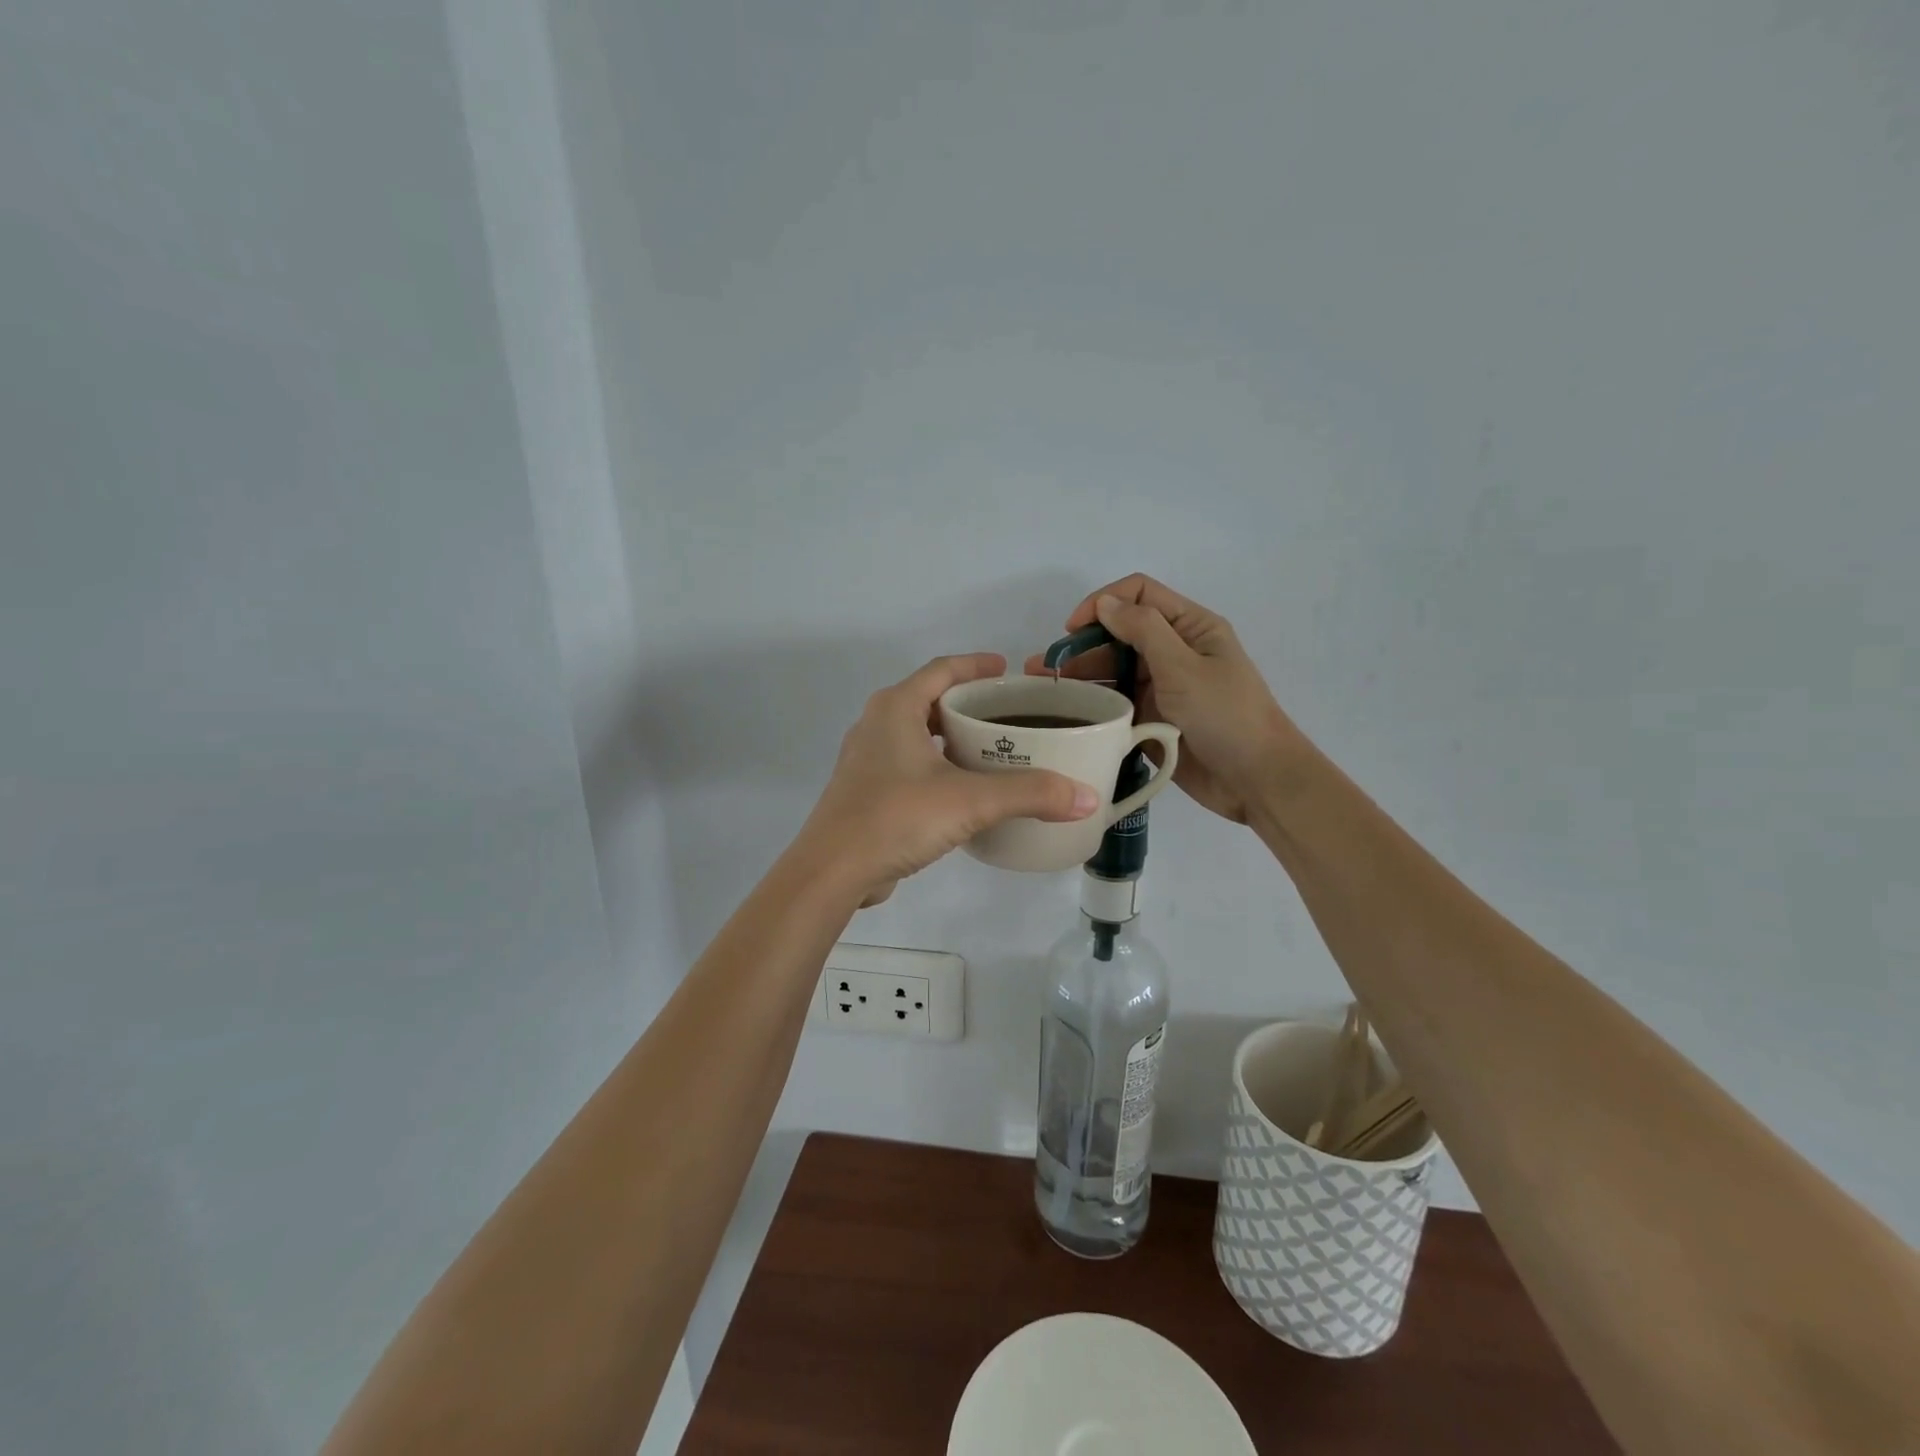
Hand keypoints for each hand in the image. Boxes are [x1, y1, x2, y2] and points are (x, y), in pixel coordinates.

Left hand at [798, 654, 1101, 905]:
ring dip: (951, 736)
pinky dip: (937, 764)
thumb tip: (1086, 797)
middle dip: (968, 703)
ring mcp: (867, 759)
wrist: (833, 871)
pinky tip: (962, 789)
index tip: (1008, 670)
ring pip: (917, 733)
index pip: (942, 670)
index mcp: (896, 708)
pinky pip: (908, 763)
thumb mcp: (970, 801)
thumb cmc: (897, 817)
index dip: (976, 665)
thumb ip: (1029, 794)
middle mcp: (876, 725)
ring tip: (992, 750)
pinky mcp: (865, 791)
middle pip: (929, 699)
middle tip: (1009, 715)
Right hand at [1026, 575, 1302, 824]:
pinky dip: (1092, 704)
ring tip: (1042, 691)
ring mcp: (1161, 687)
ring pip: (1112, 670)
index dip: (1102, 603)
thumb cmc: (1226, 716)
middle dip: (1081, 645)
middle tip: (1044, 669)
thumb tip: (1104, 603)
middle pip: (1118, 634)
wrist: (1256, 781)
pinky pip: (1116, 703)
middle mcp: (1172, 651)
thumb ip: (1143, 630)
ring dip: (1079, 676)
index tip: (1071, 630)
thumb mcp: (1184, 666)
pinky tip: (1065, 713)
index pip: (1138, 595)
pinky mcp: (1151, 719)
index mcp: (1189, 627)